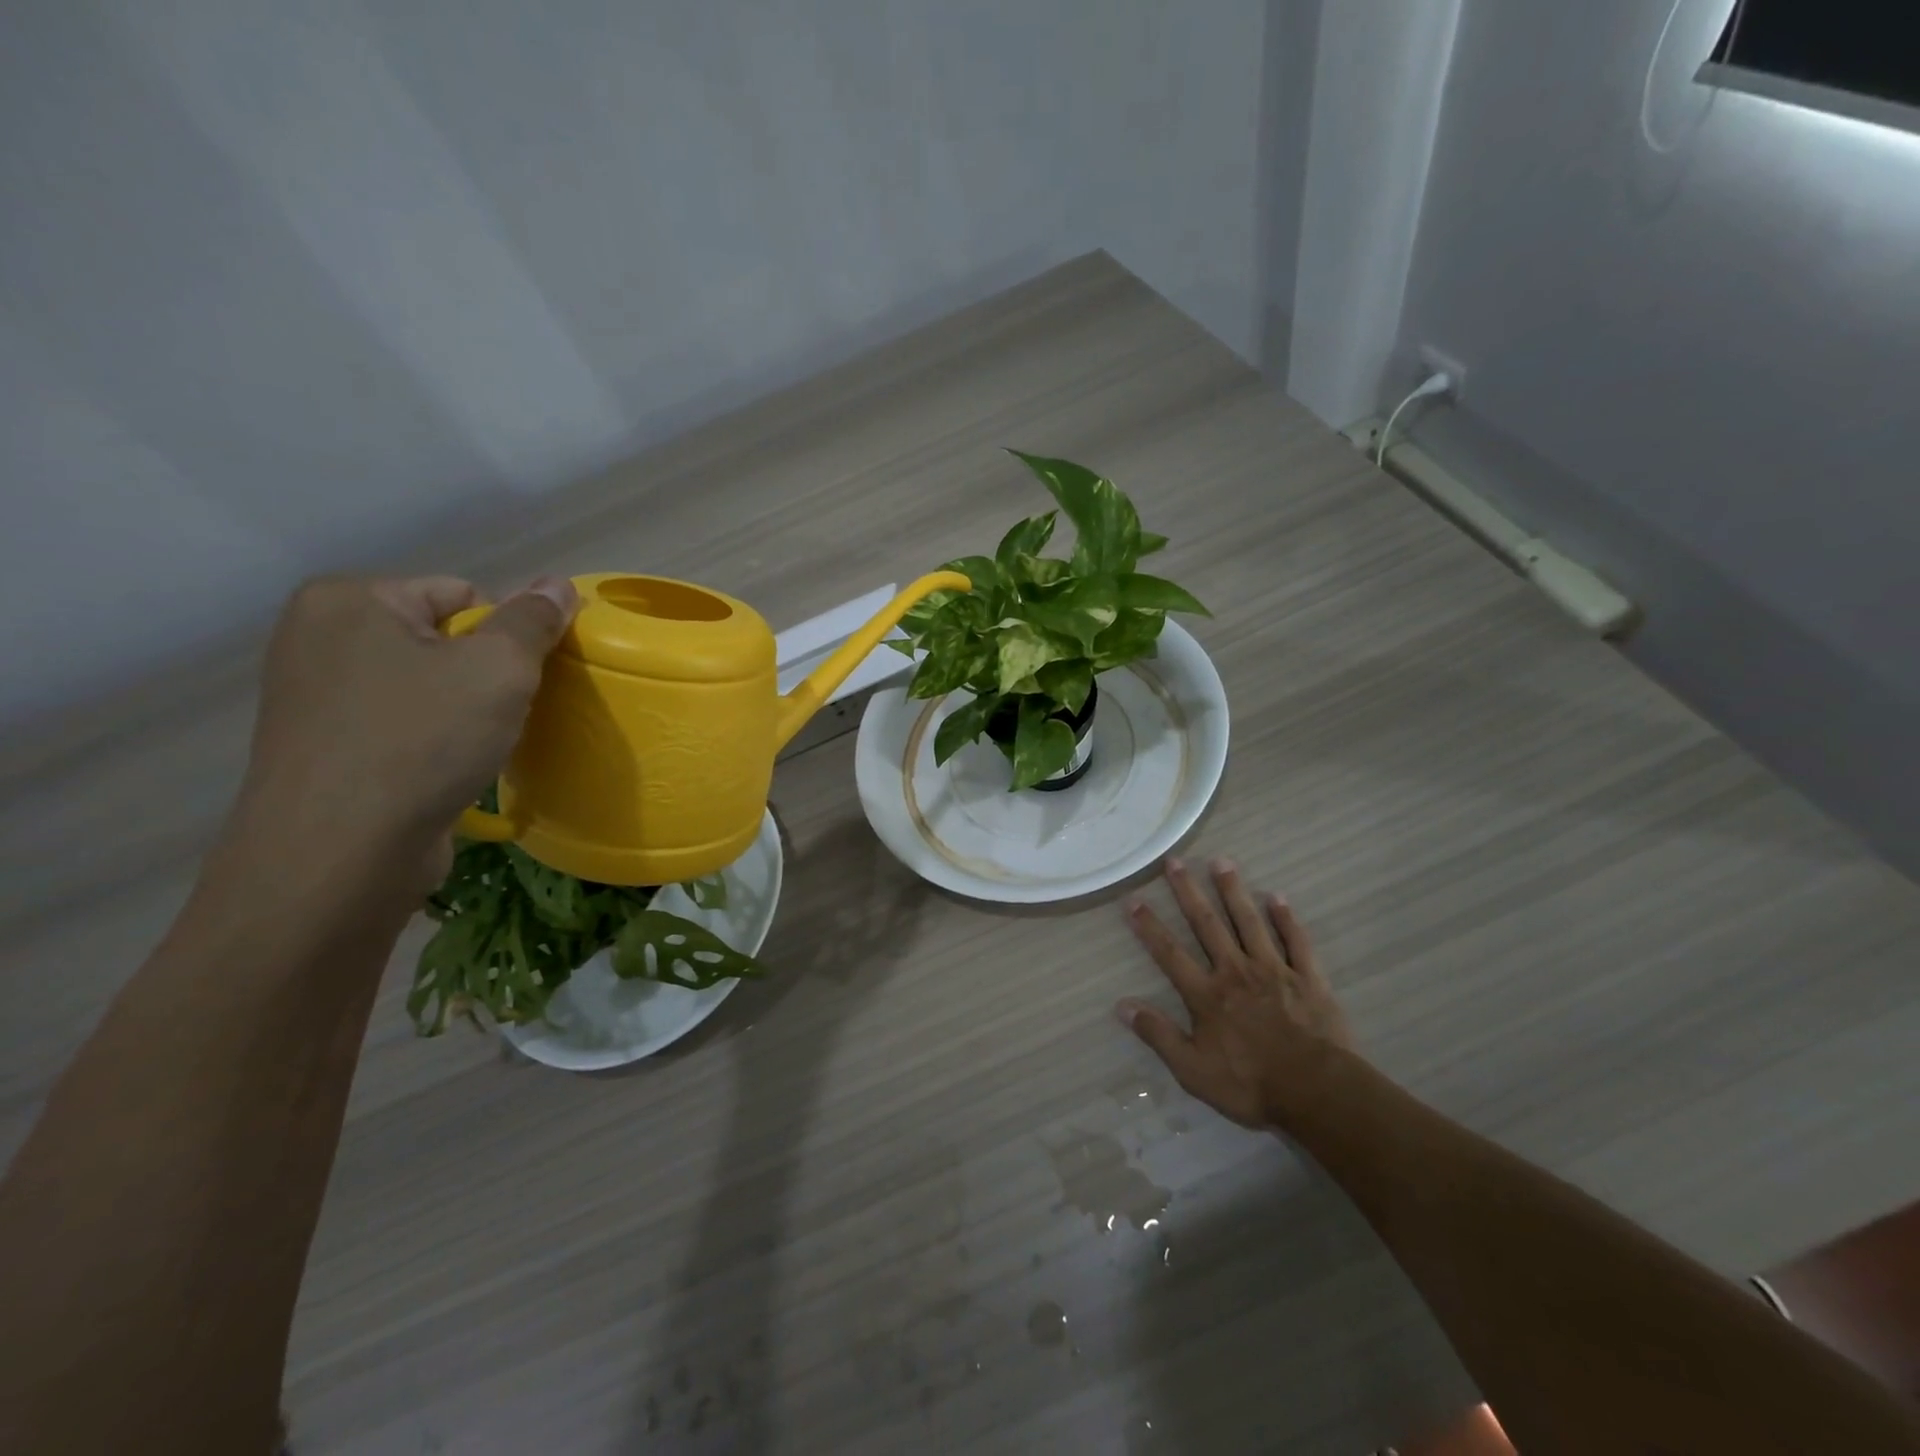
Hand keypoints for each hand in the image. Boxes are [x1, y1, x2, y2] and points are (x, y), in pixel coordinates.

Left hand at [235, 575, 577, 887]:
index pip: (463, 593)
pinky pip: (401, 723)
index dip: (506, 635)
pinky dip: (434, 740)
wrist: (340, 853)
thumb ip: (533, 620)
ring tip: (479, 746)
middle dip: (484, 674)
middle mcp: (319, 637)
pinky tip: (449, 768)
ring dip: (464, 710)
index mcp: (350, 600)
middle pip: (443, 639)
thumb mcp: (499, 669)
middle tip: (504, 715)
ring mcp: (313, 695)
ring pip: (425, 685)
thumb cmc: (422, 741)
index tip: (521, 682)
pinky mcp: (322, 747)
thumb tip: (558, 583)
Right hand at [1117, 858, 1353, 1129]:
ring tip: (1221, 861)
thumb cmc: (1250, 1084)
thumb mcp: (1193, 1070)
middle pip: (1207, 925)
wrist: (1317, 1092)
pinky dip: (1287, 919)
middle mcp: (1236, 972)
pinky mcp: (1308, 979)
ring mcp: (1274, 971)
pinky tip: (1277, 897)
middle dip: (1187, 892)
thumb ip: (1158, 1035)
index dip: (1149, 926)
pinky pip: (1296, 942)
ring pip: (1249, 923)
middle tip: (1174, 861)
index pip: (1169, 953)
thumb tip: (1121, 1006)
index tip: (1133, 899)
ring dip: (1233, 891)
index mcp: (1207, 995)